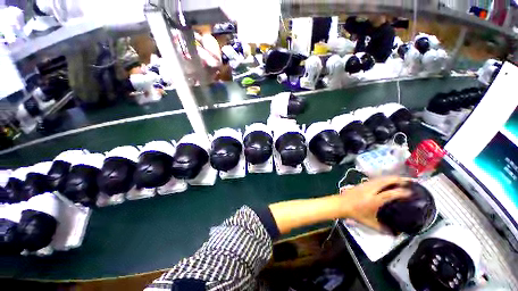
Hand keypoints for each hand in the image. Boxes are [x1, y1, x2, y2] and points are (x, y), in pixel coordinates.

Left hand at [340, 176, 410, 231]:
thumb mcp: (369, 222)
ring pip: (380, 178)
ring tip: (401, 179)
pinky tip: (387, 180)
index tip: (411, 193)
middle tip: (409, 181)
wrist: (341, 204)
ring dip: (391, 177)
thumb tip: (394, 234)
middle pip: (385, 181)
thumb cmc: (355, 213)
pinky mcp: (362, 183)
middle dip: (398, 179)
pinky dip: (383, 178)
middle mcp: (370, 190)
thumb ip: (382, 228)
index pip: (390, 194)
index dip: (401, 192)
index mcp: (374, 200)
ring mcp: (365, 185)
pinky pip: (375, 179)